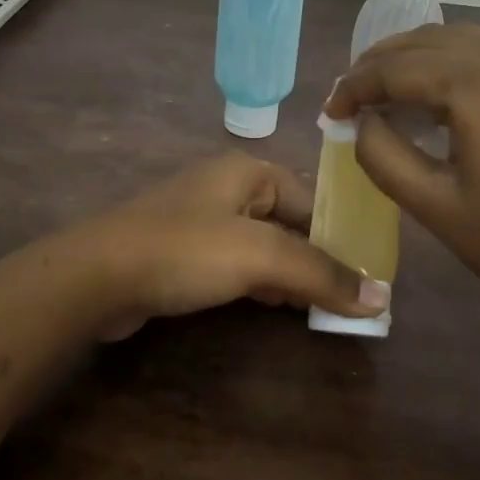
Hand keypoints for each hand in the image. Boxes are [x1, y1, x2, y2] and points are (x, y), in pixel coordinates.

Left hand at [74, 154, 388, 339]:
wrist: (97, 276)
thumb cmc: (184, 250)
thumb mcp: (260, 256)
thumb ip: (321, 273)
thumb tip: (381, 297)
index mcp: (248, 172)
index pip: (312, 200)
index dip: (343, 236)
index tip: (371, 274)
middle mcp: (227, 188)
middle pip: (290, 222)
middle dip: (318, 258)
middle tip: (352, 297)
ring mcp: (202, 220)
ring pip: (264, 246)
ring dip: (291, 274)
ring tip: (324, 307)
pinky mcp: (184, 252)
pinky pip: (236, 264)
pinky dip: (260, 283)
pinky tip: (276, 307)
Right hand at [324, 22, 479, 341]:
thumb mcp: (436, 207)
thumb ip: (383, 156)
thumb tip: (361, 122)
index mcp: (476, 86)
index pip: (394, 68)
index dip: (354, 87)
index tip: (329, 113)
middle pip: (423, 41)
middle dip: (378, 64)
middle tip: (350, 98)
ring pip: (456, 38)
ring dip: (413, 57)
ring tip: (384, 91)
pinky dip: (448, 62)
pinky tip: (436, 96)